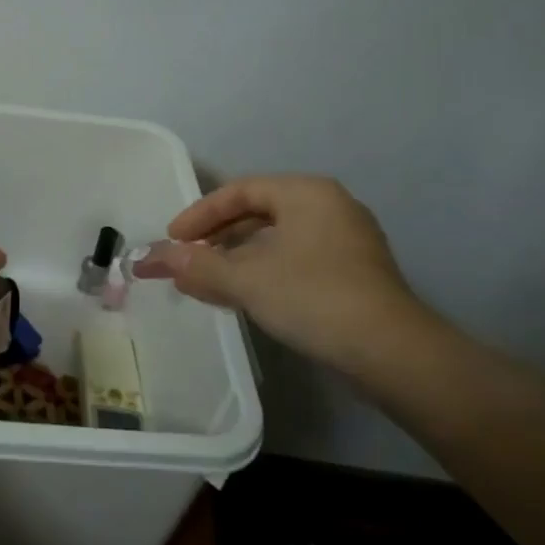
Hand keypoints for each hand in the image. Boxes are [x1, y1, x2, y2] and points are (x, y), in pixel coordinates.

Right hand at [134, 175, 420, 366]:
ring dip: (236, 259)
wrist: (392, 353)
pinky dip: (263, 273)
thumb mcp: (246, 279)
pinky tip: (243, 296)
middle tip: (186, 260)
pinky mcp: (354, 274)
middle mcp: (329, 207)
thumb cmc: (313, 297)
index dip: (199, 215)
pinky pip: (295, 261)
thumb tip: (152, 258)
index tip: (173, 240)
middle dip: (216, 239)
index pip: (239, 191)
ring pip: (276, 240)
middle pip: (257, 213)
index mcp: (306, 192)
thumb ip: (196, 265)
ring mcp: (346, 241)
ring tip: (205, 282)